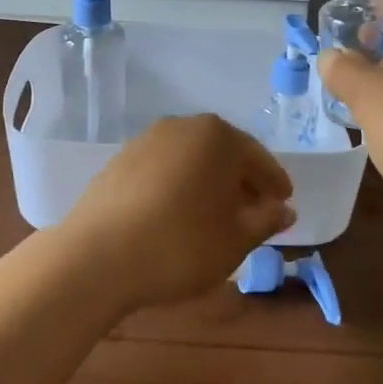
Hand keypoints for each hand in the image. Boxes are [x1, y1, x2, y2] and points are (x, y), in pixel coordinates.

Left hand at [60, 115, 294, 310]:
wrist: (97, 256)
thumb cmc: (180, 245)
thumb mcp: (235, 239)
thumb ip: (265, 220)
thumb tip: (284, 209)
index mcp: (216, 136)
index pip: (257, 157)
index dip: (274, 182)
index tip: (285, 202)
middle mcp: (182, 127)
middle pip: (223, 153)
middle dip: (242, 181)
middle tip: (256, 211)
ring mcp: (146, 141)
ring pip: (192, 159)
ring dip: (209, 183)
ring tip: (217, 216)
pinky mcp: (120, 160)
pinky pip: (164, 168)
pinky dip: (179, 186)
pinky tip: (179, 215)